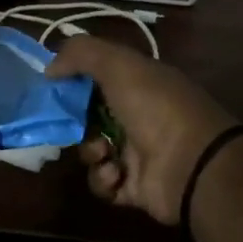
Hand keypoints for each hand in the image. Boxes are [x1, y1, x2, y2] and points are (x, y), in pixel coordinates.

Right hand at [46, 36, 237, 225]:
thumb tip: (50, 69)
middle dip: (75, 122)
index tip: (54, 87)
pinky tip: (114, 174)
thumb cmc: (156, 107)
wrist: (192, 164)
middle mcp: (139, 116)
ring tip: (103, 153)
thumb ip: (80, 54)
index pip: (99, 78)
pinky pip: (103, 183)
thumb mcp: (119, 65)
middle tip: (69, 125)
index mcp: (140, 84)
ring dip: (90, 152)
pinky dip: (103, 179)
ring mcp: (138, 153)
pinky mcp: (134, 187)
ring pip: (93, 151)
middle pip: (90, 117)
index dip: (74, 82)